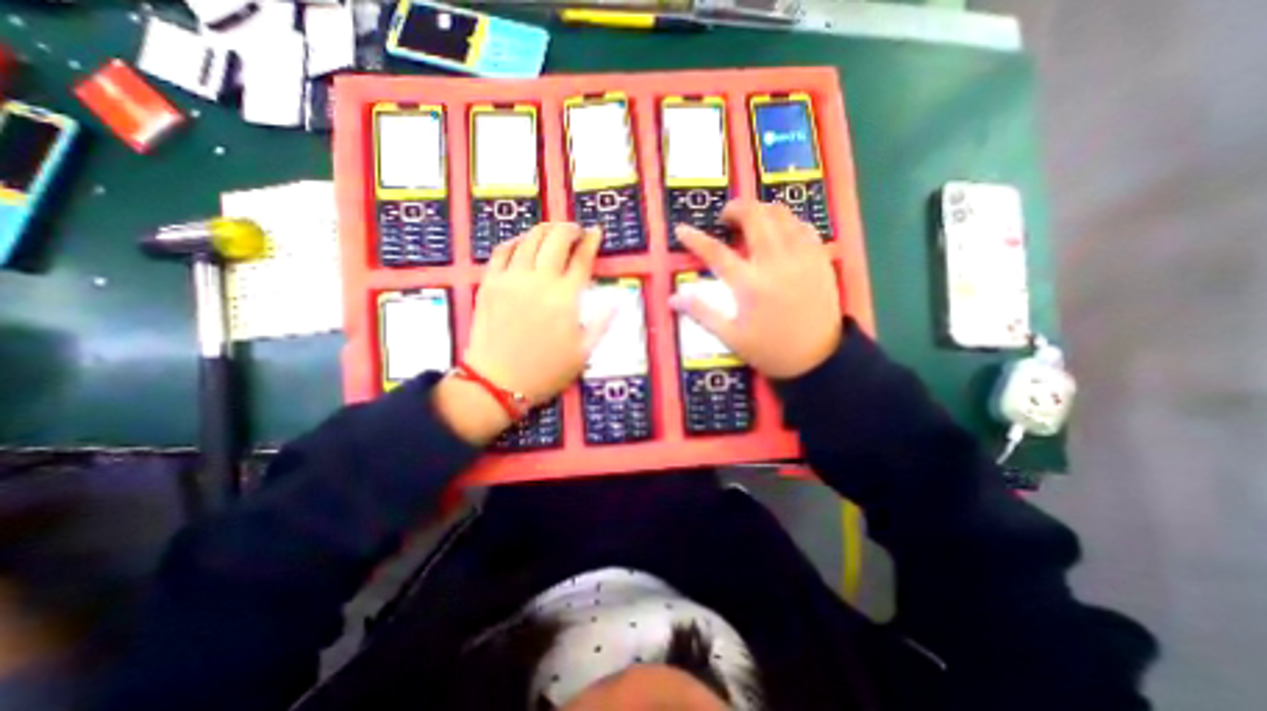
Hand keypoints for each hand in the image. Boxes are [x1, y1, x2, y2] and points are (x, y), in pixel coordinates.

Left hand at [437, 223, 607, 445]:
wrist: (497, 382)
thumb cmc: (545, 371)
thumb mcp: (584, 353)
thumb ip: (602, 324)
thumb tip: (617, 302)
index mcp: (566, 298)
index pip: (582, 259)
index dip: (591, 242)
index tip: (596, 233)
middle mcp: (540, 281)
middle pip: (556, 239)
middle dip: (569, 228)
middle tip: (575, 230)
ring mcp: (511, 279)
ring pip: (529, 240)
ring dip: (544, 230)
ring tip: (552, 231)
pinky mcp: (490, 283)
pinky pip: (502, 251)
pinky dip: (515, 241)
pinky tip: (522, 243)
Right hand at [671, 198, 838, 380]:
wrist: (818, 359)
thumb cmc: (770, 350)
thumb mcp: (731, 336)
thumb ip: (702, 313)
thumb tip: (673, 299)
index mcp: (750, 284)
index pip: (716, 253)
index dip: (695, 239)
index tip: (682, 229)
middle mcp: (775, 263)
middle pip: (754, 218)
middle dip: (736, 208)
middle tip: (727, 218)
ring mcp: (801, 258)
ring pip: (782, 215)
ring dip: (763, 211)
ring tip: (753, 221)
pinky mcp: (820, 259)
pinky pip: (804, 227)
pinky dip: (788, 222)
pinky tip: (782, 232)